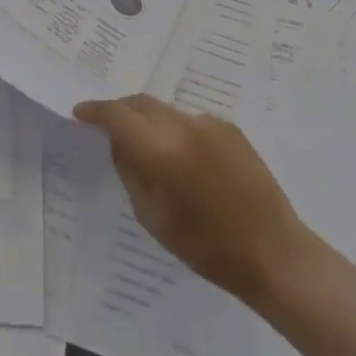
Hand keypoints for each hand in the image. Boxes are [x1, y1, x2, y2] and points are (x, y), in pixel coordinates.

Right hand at [73, 94, 314, 308]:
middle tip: (106, 126)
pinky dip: (176, 131)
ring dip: (149, 121)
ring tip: (147, 147)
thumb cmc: (207, 247)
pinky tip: (183, 159)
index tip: (80, 112)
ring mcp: (210, 124)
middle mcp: (184, 126)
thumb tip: (119, 143)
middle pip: (141, 103)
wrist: (274, 252)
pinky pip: (190, 121)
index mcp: (161, 150)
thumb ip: (130, 172)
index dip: (95, 111)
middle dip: (120, 110)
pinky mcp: (230, 129)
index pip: (117, 115)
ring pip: (165, 111)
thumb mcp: (152, 217)